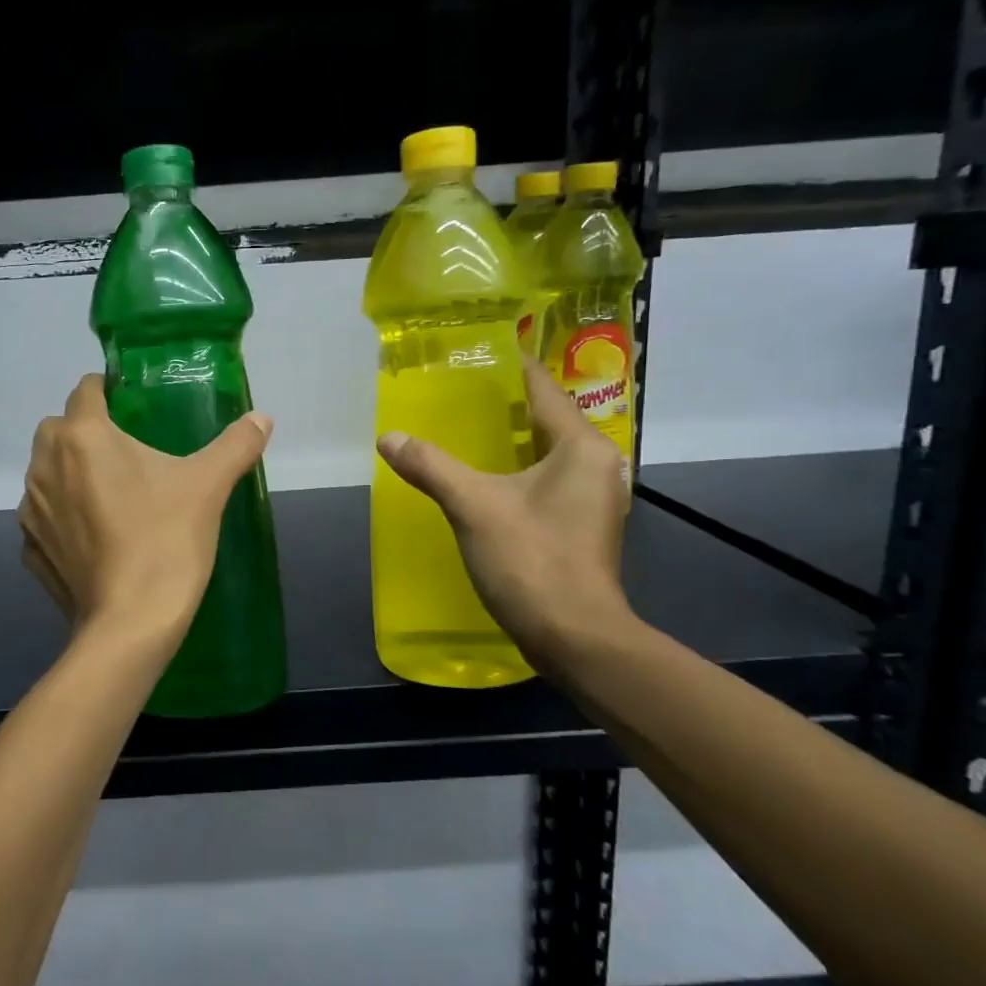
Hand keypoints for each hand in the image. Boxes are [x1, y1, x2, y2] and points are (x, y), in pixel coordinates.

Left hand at [20, 375, 273, 643]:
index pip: (85, 390)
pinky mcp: (31, 549)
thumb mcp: (208, 486)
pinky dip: (62, 516)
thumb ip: (235, 445)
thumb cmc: (166, 540)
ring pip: (46, 472)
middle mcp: (45, 465)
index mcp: (82, 437)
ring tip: (110, 493)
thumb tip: (263, 418)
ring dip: (69, 471)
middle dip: (84, 430)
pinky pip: (44, 517)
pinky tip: (94, 536)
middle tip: (126, 450)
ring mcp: (32, 510)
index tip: (133, 405)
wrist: (131, 623)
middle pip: (58, 428)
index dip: (107, 390)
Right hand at [377, 355, 631, 674]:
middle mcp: (597, 464)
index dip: (513, 366)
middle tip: (459, 388)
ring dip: (512, 438)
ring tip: (467, 425)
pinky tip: (486, 475)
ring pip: (548, 452)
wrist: (575, 637)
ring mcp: (593, 498)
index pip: (544, 389)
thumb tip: (388, 438)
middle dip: (506, 403)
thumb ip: (431, 466)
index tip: (481, 348)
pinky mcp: (581, 525)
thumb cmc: (532, 560)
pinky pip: (547, 479)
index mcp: (581, 447)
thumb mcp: (473, 506)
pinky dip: (518, 468)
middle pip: (548, 418)